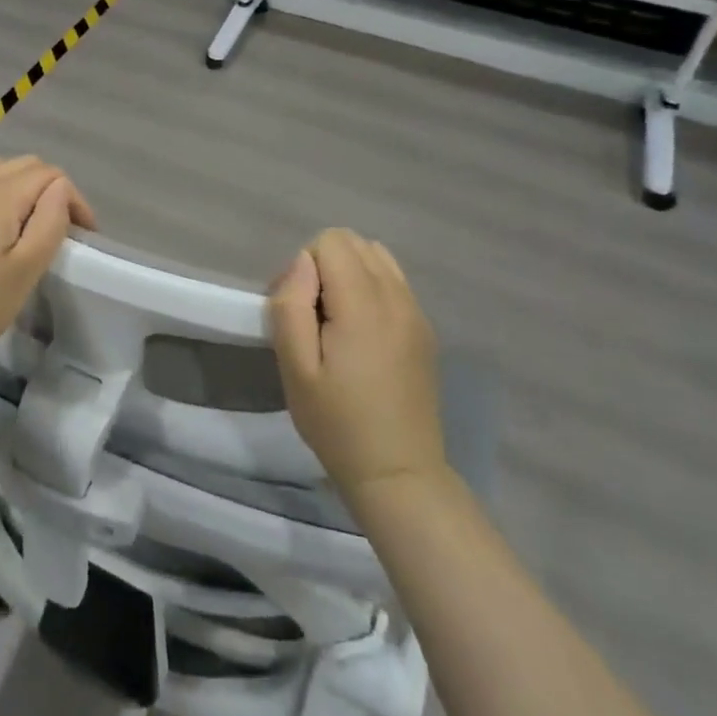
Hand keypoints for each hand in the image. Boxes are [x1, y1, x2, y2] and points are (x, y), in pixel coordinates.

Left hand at [0, 152, 95, 372]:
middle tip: (58, 229)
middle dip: (50, 189)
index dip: (74, 200)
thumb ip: (49, 222)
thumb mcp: (26, 271)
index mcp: (1, 194)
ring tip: (22, 216)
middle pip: (25, 164)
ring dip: (16, 180)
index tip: (82, 234)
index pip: (51, 175)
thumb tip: (61, 188)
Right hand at [268, 229, 447, 503]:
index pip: (331, 241)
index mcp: (363, 304)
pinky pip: (394, 282)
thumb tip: (302, 262)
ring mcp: (416, 312)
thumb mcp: (295, 368)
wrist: (398, 474)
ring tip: (337, 321)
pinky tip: (362, 334)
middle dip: (325, 265)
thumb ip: (292, 305)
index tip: (298, 310)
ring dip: (349, 274)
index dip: (304, 266)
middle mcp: (397, 297)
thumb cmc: (337, 423)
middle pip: (355, 242)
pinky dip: (371, 289)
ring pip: (377, 257)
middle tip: (313, 317)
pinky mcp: (425, 329)